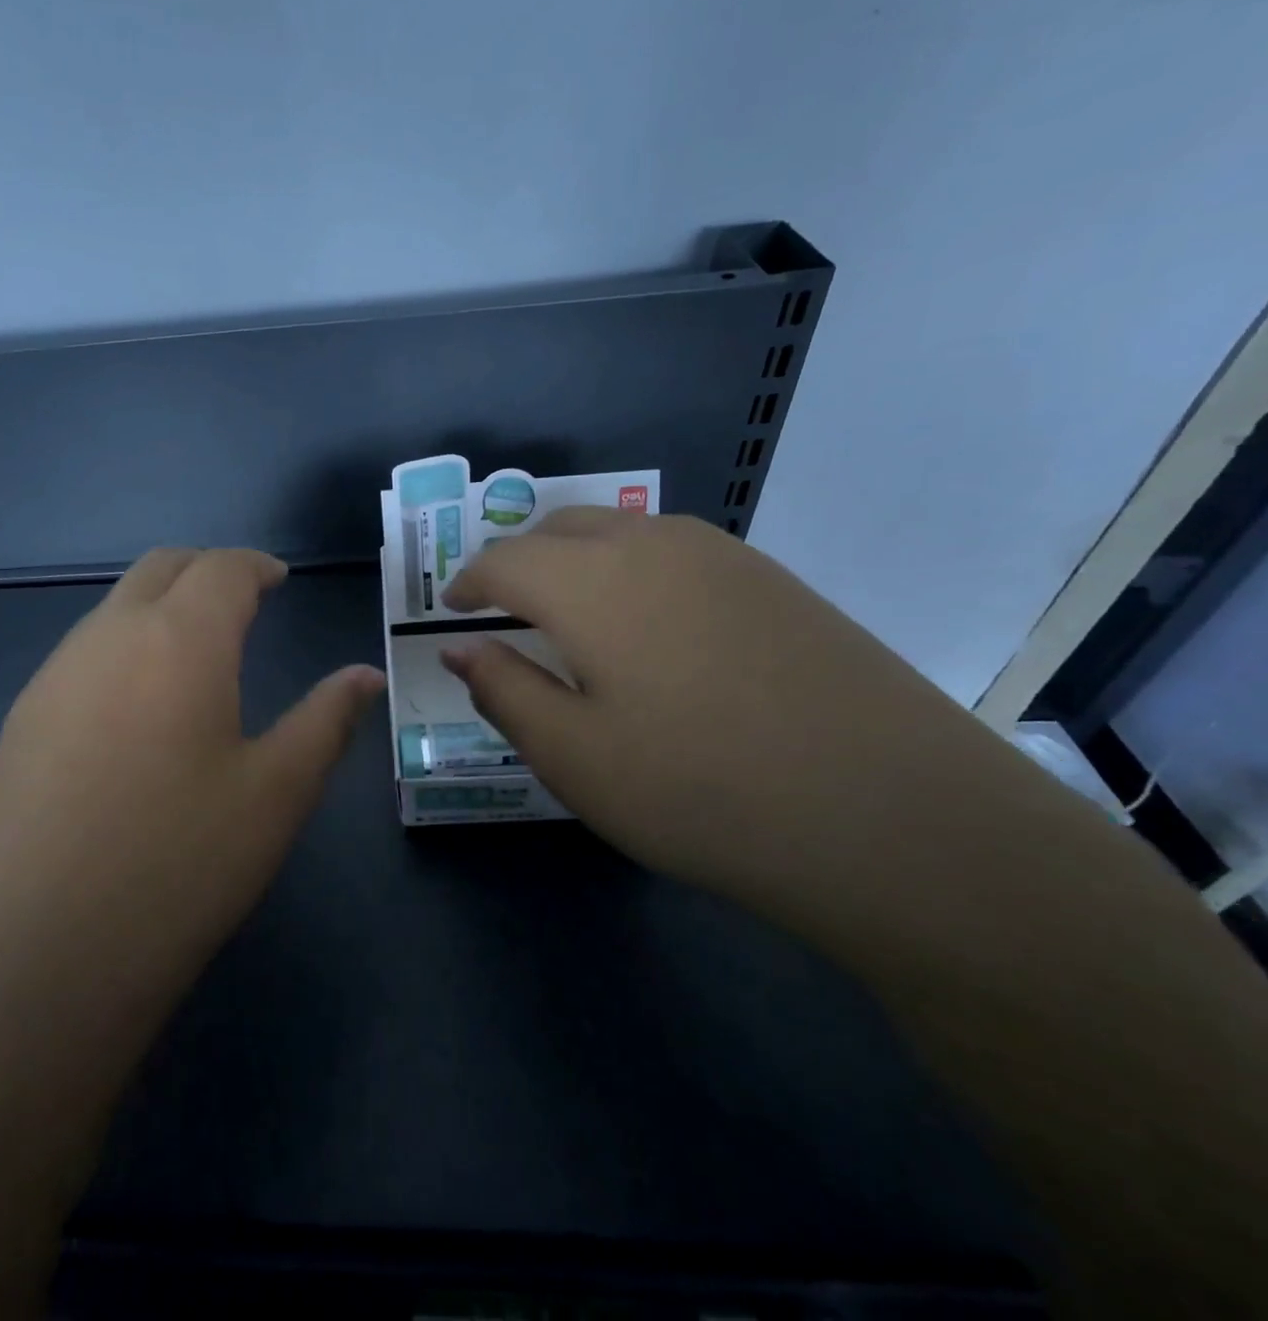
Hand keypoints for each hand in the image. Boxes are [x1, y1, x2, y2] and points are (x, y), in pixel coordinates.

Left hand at [0, 548, 383, 997]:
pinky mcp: (19, 720)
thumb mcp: (276, 793)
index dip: (255, 566)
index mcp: (179, 640)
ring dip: (159, 606)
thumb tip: (366, 676)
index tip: (278, 579)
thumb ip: (326, 720)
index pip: (222, 569)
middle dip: (206, 571)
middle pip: (160, 569)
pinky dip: (122, 646)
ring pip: (113, 607)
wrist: (35, 957)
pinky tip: (136, 708)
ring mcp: (53, 677)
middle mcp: (108, 637)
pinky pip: (81, 653)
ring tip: (195, 653)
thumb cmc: (179, 865)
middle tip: (243, 601)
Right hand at [439, 510, 998, 900]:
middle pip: (559, 528)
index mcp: (590, 583)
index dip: (468, 582)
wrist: (897, 819)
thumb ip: (504, 691)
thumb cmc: (701, 791)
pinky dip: (632, 568)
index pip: (504, 561)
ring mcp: (722, 556)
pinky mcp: (774, 580)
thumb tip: (461, 649)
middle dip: (517, 561)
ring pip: (620, 530)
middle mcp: (651, 546)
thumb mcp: (573, 757)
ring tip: (568, 613)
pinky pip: (674, 550)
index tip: (451, 610)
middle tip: (502, 610)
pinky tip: (649, 625)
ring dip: (575, 558)